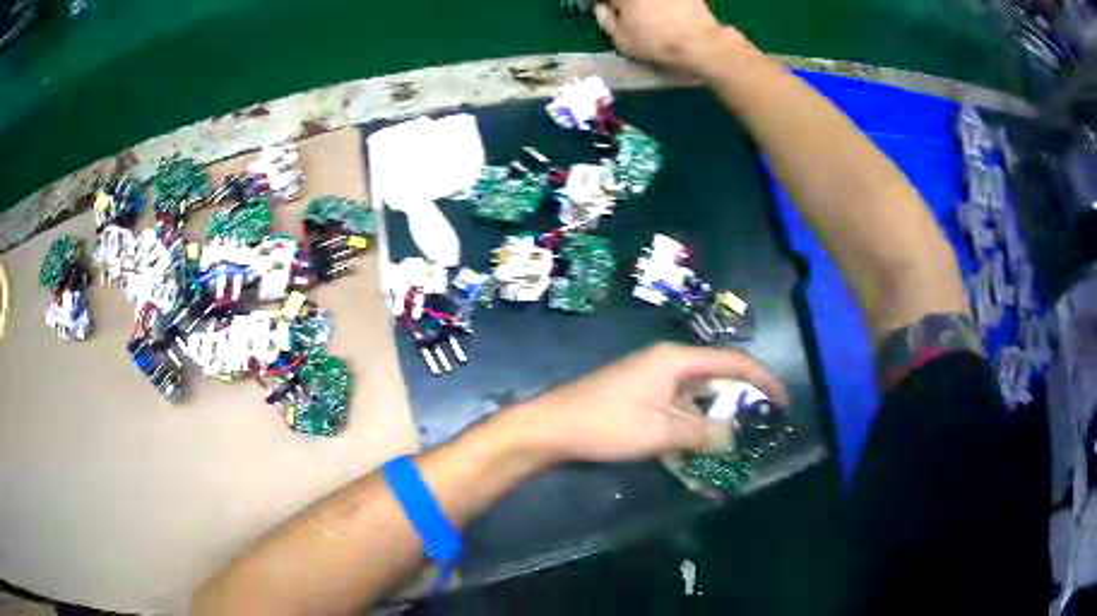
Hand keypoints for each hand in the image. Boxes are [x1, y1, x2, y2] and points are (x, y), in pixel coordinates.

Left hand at [509, 343, 788, 462]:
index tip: (782, 401)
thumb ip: (702, 433)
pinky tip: (701, 444)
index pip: (732, 362)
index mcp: (676, 360)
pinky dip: (694, 423)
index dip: (762, 379)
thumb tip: (732, 436)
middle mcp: (667, 363)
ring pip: (698, 394)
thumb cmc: (605, 424)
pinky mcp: (640, 395)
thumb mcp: (660, 432)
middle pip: (716, 375)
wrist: (551, 426)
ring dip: (717, 415)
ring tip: (738, 437)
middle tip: (762, 423)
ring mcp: (652, 379)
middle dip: (741, 398)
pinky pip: (678, 406)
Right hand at [594, 0, 748, 74]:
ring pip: (650, 0)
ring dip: (648, 5)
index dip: (608, 5)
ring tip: (655, 17)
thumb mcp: (622, 41)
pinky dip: (668, 5)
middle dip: (627, 5)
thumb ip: (606, 21)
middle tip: (632, 16)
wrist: (700, 43)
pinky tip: (672, 14)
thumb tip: (603, 9)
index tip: (610, 12)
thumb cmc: (656, 43)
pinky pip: (670, 1)